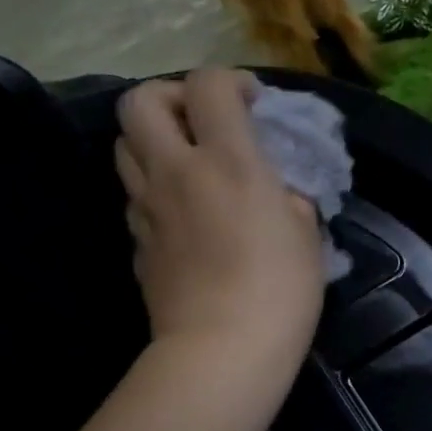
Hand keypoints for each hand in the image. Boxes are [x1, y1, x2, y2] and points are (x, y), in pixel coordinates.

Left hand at [116, 70, 323, 371]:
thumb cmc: (281, 290)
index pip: (209, 85)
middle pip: (140, 100)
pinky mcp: (137, 241)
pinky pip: (134, 195)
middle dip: (170, 96)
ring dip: (154, 139)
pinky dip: (154, 188)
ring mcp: (147, 206)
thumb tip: (272, 188)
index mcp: (228, 161)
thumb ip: (286, 195)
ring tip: (188, 162)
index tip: (253, 104)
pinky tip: (183, 213)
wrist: (223, 349)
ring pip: (125, 144)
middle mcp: (176, 171)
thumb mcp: (306, 233)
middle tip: (202, 120)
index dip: (231, 81)